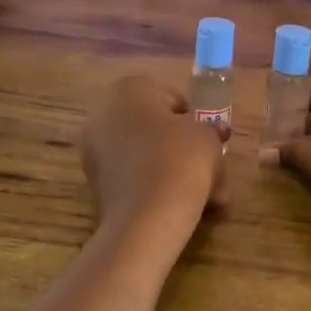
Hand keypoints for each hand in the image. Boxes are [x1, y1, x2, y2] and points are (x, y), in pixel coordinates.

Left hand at [81, 76, 228, 243]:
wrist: (146, 218)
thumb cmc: (179, 160)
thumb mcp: (206, 138)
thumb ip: (211, 130)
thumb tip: (214, 132)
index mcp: (127, 92)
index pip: (162, 93)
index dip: (188, 113)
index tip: (205, 133)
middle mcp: (103, 116)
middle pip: (151, 127)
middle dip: (181, 144)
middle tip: (208, 162)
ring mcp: (95, 153)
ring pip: (145, 155)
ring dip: (174, 168)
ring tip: (207, 192)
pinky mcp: (97, 186)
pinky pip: (134, 177)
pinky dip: (157, 186)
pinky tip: (185, 204)